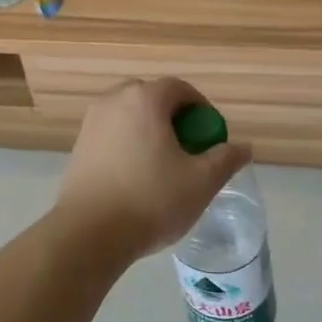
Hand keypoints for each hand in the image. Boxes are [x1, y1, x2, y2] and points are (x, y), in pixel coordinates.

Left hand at [55, 78, 252, 262]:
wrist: (89, 233)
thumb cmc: (151, 200)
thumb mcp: (201, 182)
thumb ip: (225, 159)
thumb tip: (244, 147)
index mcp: (144, 99)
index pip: (179, 88)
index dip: (201, 107)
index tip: (210, 136)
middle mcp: (113, 101)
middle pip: (151, 97)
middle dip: (173, 116)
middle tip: (187, 147)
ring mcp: (91, 123)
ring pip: (128, 116)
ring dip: (148, 130)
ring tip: (162, 164)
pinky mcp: (78, 146)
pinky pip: (111, 134)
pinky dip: (127, 144)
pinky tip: (135, 177)